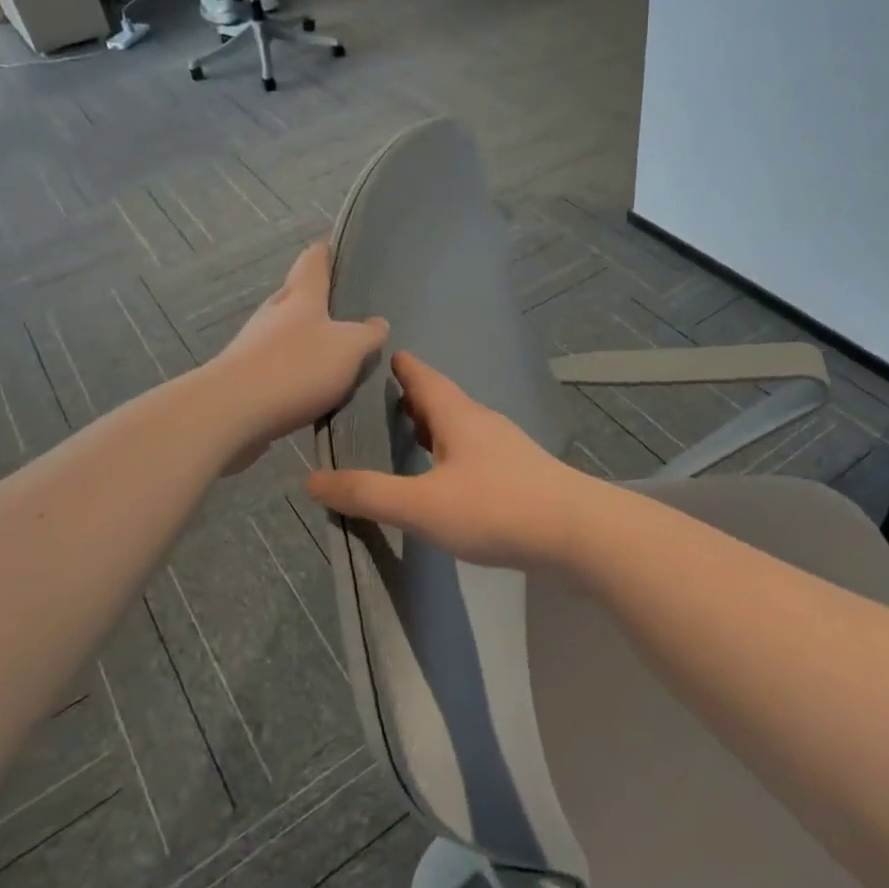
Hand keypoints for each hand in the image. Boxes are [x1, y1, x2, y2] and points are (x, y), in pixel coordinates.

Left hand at [209, 242, 387, 473]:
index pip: (313, 260)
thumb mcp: (349, 348)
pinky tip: (312, 385)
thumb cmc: (296, 367)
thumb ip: (367, 335)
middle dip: (319, 298)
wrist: (232, 412)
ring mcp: (255, 343)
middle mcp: (274, 312)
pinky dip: (296, 368)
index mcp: (301, 295)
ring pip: (286, 331)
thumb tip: (378, 323)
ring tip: (336, 351)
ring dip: (307, 337)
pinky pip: (278, 363)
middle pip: (297, 295)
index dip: (325, 251)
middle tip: (347, 307)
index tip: (336, 247)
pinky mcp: (246, 375)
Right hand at [306, 353, 596, 570]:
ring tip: (409, 438)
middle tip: (383, 404)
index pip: (424, 378)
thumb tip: (311, 480)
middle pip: (443, 401)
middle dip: (414, 400)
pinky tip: (447, 478)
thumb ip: (368, 493)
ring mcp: (507, 449)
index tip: (383, 355)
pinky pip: (476, 453)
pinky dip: (452, 454)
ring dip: (434, 428)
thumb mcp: (422, 504)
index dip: (402, 366)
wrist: (576, 533)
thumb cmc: (495, 508)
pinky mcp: (521, 475)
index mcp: (458, 415)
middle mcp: (483, 423)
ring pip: (461, 428)